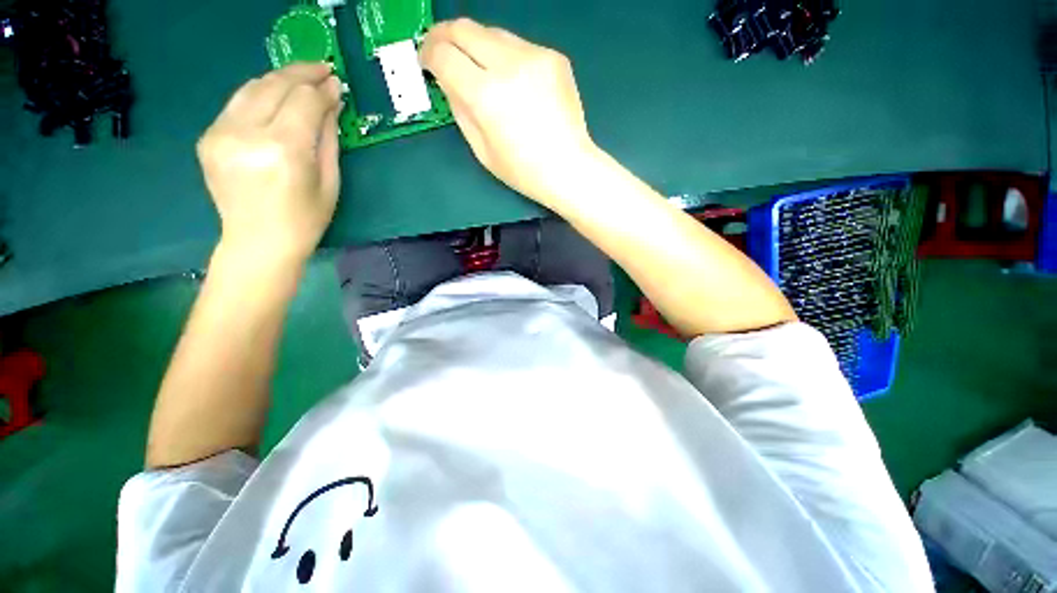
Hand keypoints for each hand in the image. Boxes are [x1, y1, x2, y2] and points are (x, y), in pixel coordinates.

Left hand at [197, 63, 342, 266]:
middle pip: (275, 85)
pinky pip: (237, 104)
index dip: (322, 88)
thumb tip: (332, 101)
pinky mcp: (208, 137)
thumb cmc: (305, 218)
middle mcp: (247, 134)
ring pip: (252, 88)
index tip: (336, 82)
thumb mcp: (329, 181)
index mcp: (283, 150)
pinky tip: (275, 100)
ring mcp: (221, 133)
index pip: (304, 101)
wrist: (258, 242)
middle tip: (321, 69)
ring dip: (278, 79)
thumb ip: (328, 137)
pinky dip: (259, 96)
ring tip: (299, 80)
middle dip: (301, 73)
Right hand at [420, 19, 597, 208]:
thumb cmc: (523, 171)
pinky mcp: (553, 56)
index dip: (427, 54)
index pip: (444, 54)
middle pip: (464, 28)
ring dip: (477, 45)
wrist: (569, 168)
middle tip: (441, 51)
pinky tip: (513, 82)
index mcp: (486, 95)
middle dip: (445, 36)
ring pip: (492, 32)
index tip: (426, 63)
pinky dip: (506, 57)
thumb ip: (460, 108)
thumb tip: (448, 79)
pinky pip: (518, 46)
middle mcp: (508, 64)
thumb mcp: (482, 149)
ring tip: (478, 68)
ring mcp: (535, 56)